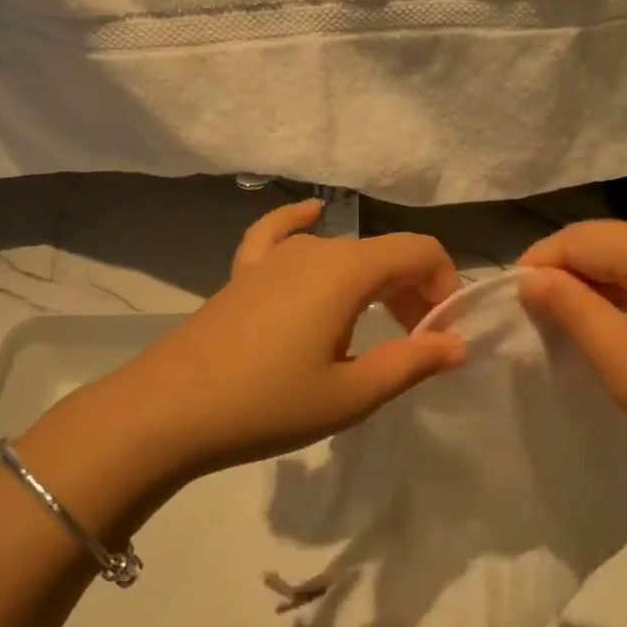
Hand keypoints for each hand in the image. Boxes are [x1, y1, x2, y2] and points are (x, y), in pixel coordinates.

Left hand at [97, 200, 466, 480]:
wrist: (169, 410)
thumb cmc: (268, 404)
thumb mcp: (351, 395)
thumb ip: (411, 363)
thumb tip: (458, 344)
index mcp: (348, 270)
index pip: (420, 252)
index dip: (444, 285)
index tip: (442, 334)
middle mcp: (316, 248)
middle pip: (384, 253)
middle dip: (413, 292)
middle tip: (415, 346)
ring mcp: (275, 256)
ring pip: (343, 252)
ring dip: (373, 282)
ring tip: (375, 329)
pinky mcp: (245, 271)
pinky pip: (279, 234)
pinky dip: (302, 224)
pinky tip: (311, 216)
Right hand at [518, 220, 626, 518]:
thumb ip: (577, 315)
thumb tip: (531, 277)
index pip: (583, 238)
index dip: (539, 263)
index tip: (510, 306)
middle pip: (610, 242)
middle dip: (566, 274)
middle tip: (534, 323)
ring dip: (597, 286)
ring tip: (567, 330)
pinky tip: (618, 332)